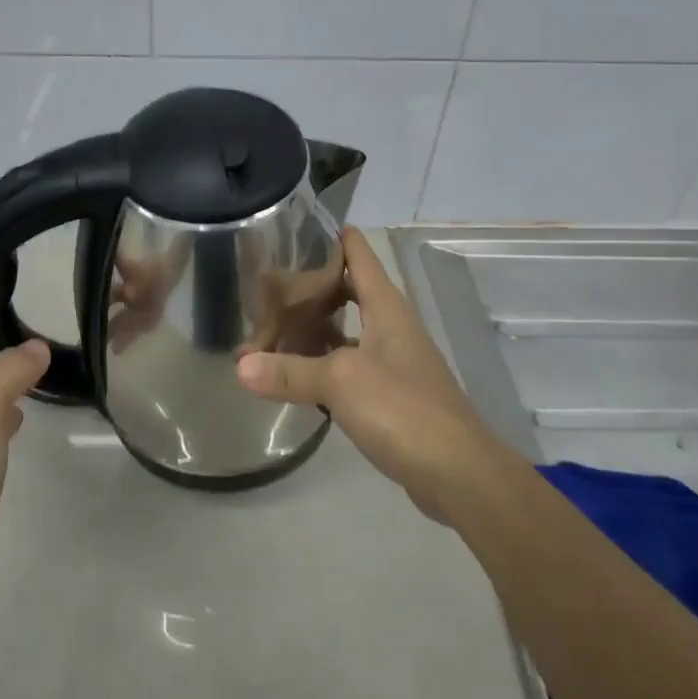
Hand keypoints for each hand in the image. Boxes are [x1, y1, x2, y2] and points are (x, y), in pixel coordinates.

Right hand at [235, 230, 500, 525]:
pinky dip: (323, 364)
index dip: (335, 237)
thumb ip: (290, 371)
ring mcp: (395, 362)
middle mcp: (392, 327)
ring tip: (274, 327)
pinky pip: (350, 366)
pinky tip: (297, 374)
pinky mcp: (392, 395)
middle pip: (350, 292)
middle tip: (271, 285)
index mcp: (387, 308)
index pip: (360, 256)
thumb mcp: (341, 382)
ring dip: (316, 329)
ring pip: (348, 331)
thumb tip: (240, 366)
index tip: (301, 226)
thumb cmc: (403, 409)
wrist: (457, 472)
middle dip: (313, 287)